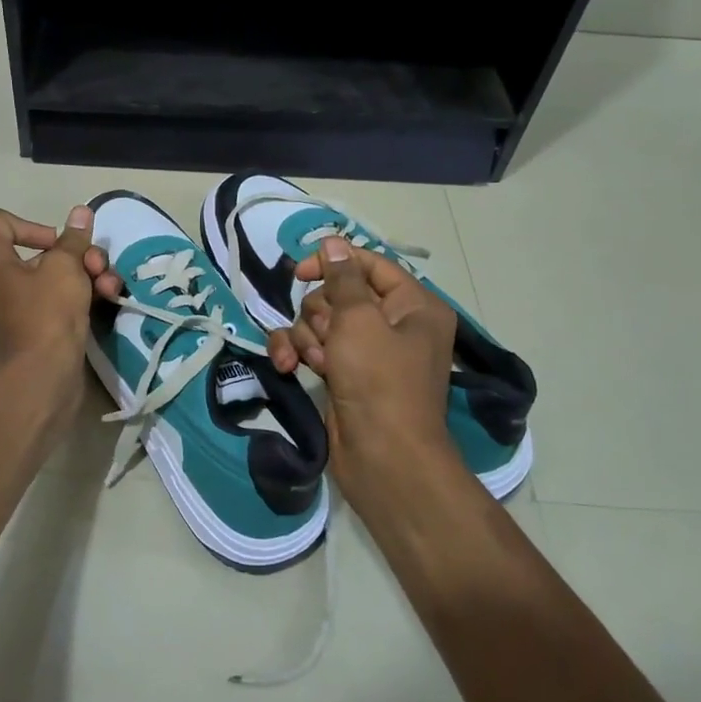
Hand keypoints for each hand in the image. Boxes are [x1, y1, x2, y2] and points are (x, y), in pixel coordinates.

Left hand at [0, 206, 112, 378]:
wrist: (44, 377)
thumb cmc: (46, 313)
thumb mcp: (65, 267)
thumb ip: (74, 239)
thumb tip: (79, 212)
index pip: (2, 223)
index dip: (34, 225)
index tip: (59, 242)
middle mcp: (5, 281)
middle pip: (44, 251)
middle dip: (78, 254)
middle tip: (97, 266)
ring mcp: (26, 306)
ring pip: (62, 275)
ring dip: (91, 273)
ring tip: (110, 286)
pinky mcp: (46, 326)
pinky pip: (67, 299)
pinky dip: (87, 294)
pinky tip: (111, 298)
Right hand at [265, 238, 456, 479]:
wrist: (384, 459)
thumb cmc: (378, 381)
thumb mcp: (359, 320)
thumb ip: (342, 278)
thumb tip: (333, 243)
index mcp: (413, 305)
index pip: (369, 264)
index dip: (333, 263)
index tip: (299, 273)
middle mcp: (394, 325)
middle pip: (339, 295)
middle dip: (320, 314)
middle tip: (324, 337)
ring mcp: (367, 352)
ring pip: (320, 322)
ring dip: (307, 338)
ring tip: (314, 362)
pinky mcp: (344, 375)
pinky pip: (313, 349)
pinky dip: (298, 354)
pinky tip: (287, 368)